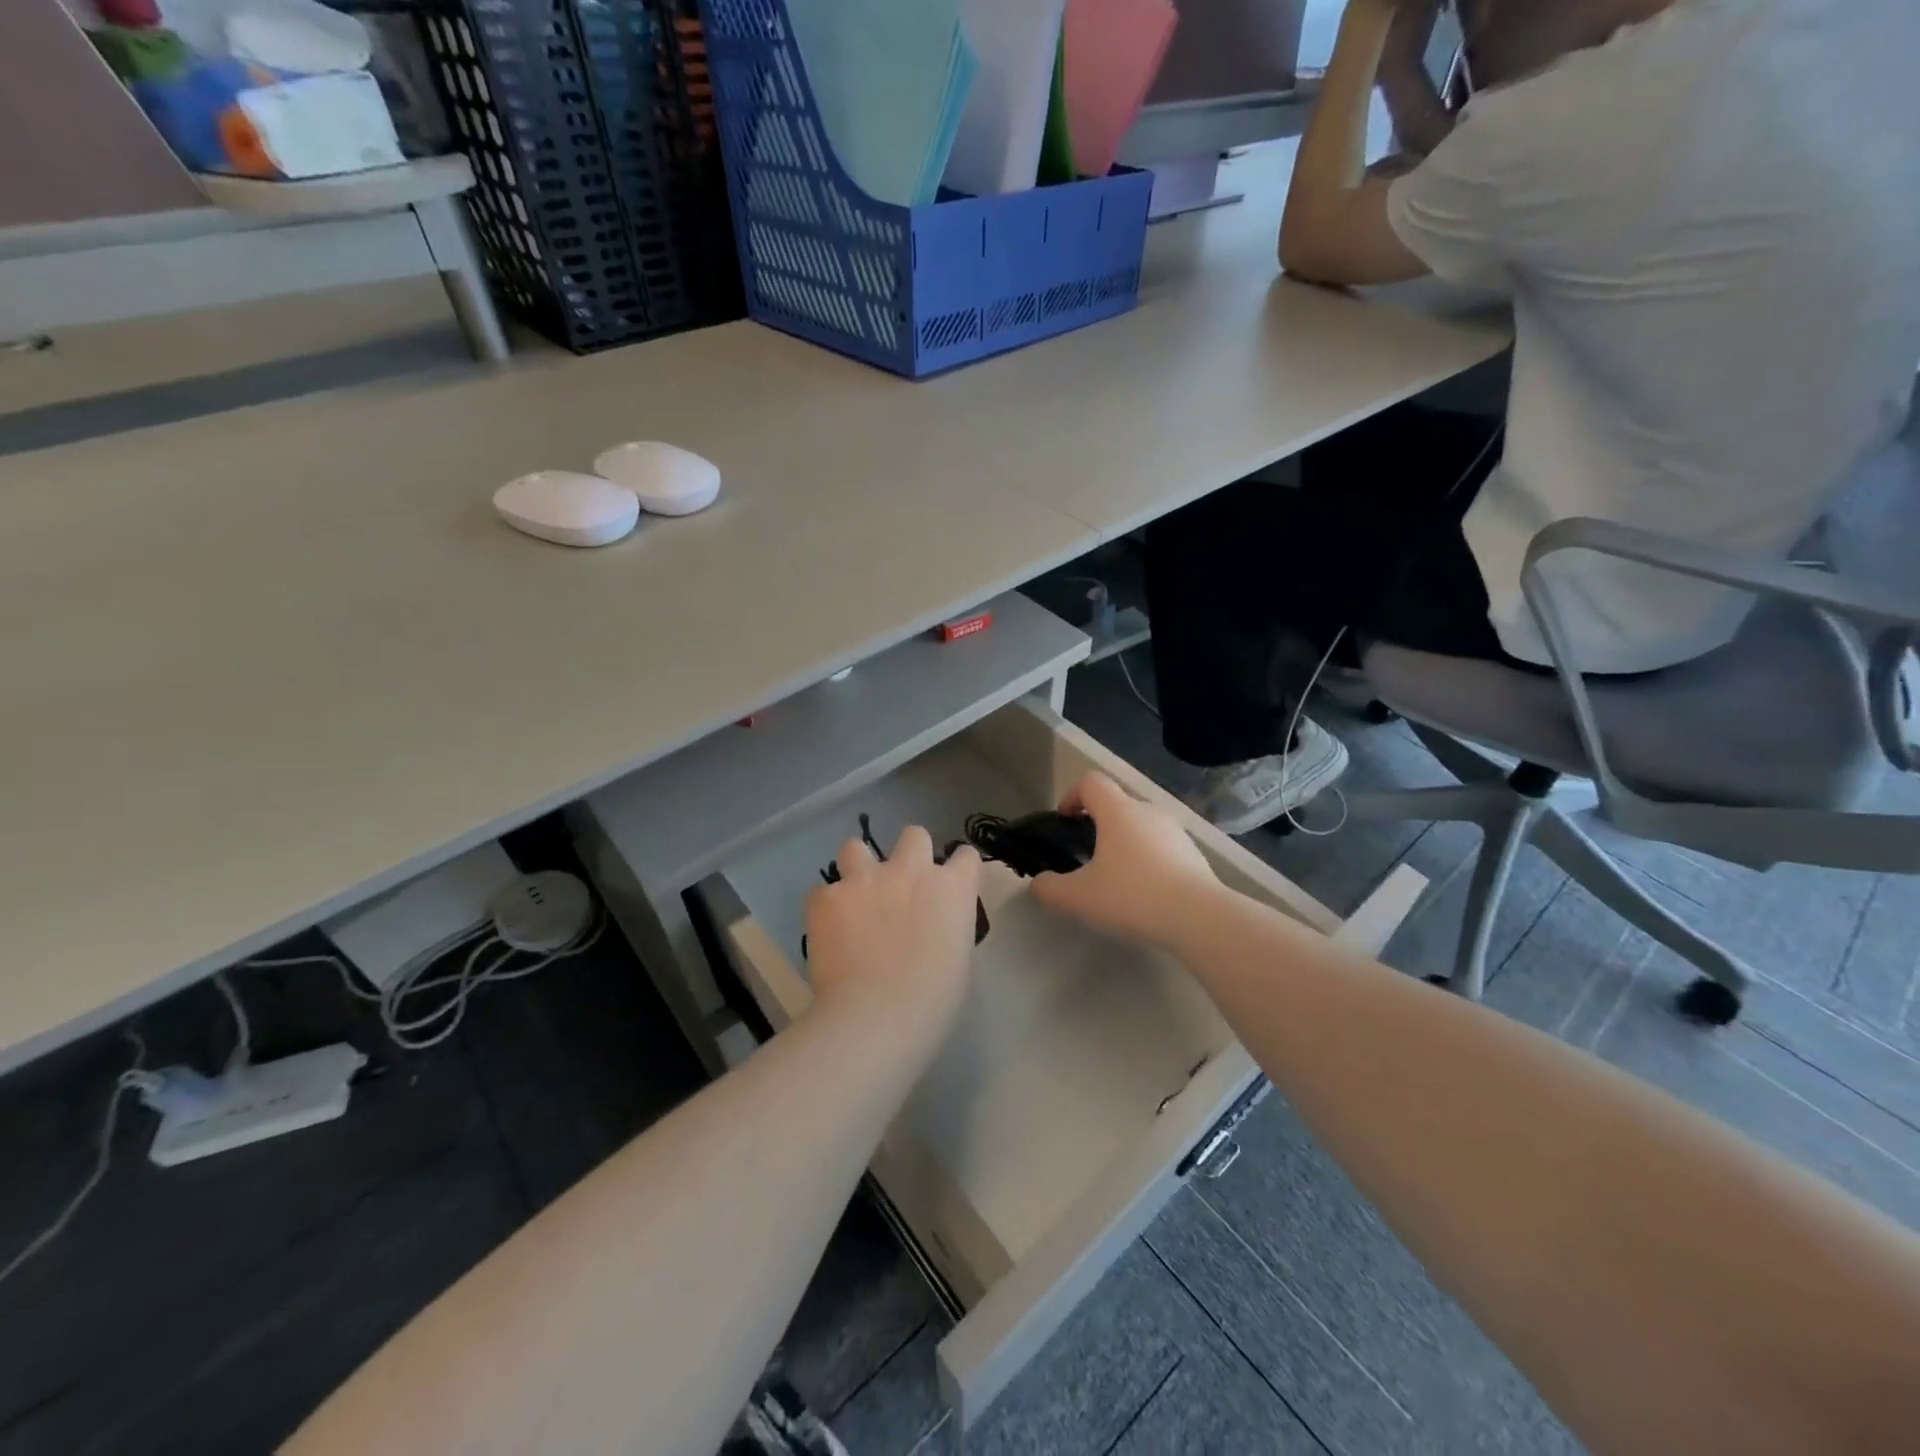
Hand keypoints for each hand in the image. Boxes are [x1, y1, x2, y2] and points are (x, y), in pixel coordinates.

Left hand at [803, 826, 981, 1031]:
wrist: (876, 1017)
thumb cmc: (932, 1001)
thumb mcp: (959, 959)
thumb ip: (948, 926)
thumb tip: (933, 925)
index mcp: (951, 888)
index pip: (965, 855)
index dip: (957, 868)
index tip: (949, 885)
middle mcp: (911, 870)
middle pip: (914, 835)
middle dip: (909, 854)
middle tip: (901, 885)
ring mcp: (865, 878)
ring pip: (856, 847)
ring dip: (858, 868)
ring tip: (854, 897)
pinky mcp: (827, 896)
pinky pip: (823, 891)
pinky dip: (827, 907)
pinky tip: (828, 933)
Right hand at [1030, 772, 1221, 950]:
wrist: (1199, 917)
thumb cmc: (1132, 896)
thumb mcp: (1079, 897)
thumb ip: (1049, 888)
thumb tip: (1038, 883)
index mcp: (1118, 811)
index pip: (1091, 782)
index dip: (1072, 795)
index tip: (1065, 820)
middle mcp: (1148, 811)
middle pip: (1116, 804)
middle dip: (1097, 823)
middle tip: (1086, 856)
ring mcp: (1175, 831)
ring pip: (1140, 826)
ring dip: (1124, 843)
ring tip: (1115, 878)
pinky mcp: (1193, 853)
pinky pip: (1161, 846)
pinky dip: (1147, 860)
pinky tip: (1144, 893)